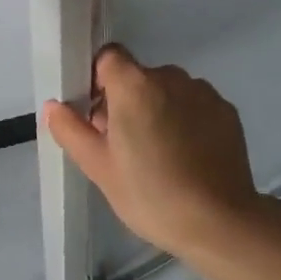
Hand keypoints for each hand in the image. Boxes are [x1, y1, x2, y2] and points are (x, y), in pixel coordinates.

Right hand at [43, 46, 264, 258]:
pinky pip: (195, 105)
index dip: (98, 80)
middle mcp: (170, 76)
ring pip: (168, 91)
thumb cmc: (150, 194)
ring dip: (158, 110)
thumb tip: (53, 106)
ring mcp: (203, 92)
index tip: (99, 115)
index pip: (109, 57)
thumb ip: (70, 130)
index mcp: (134, 84)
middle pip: (138, 76)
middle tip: (125, 146)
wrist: (220, 223)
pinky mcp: (227, 111)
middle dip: (127, 101)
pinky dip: (187, 121)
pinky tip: (188, 157)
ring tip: (160, 155)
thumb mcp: (99, 167)